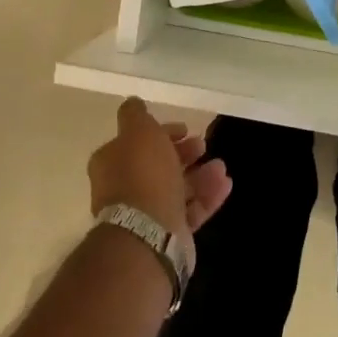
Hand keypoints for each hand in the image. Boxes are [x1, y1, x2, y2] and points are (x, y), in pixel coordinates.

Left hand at [87, 97, 231, 243]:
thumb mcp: (138, 131)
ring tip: (220, 167)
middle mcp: (125, 188)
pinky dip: (207, 196)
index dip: (161, 132)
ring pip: (176, 188)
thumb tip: (133, 102)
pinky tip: (225, 184)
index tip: (184, 128)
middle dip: (183, 153)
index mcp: (112, 163)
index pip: (137, 142)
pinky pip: (189, 210)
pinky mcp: (167, 232)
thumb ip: (135, 114)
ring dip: (200, 175)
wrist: (148, 234)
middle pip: (158, 165)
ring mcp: (146, 213)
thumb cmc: (143, 175)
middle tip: (202, 145)